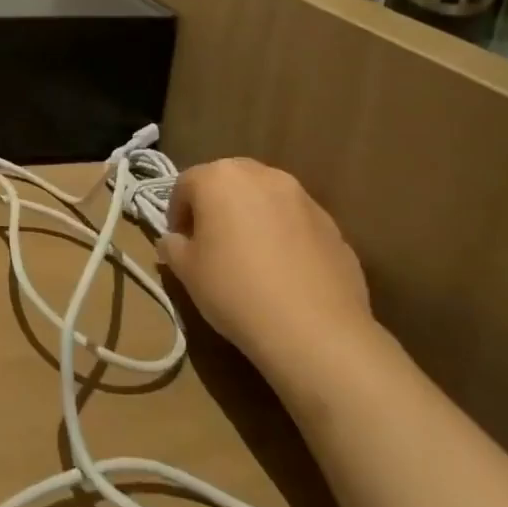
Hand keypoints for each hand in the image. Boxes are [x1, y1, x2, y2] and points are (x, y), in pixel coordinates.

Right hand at [161, 158, 374, 385]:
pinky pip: (296, 223)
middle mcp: (263, 175)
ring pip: (266, 200)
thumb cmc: (235, 290)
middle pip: (229, 182)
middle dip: (216, 207)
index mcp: (220, 177)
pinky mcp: (333, 226)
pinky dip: (284, 236)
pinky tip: (283, 272)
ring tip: (250, 257)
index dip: (177, 213)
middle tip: (211, 243)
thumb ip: (173, 245)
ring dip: (252, 218)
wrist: (314, 331)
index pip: (185, 184)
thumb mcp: (186, 271)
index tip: (179, 243)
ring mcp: (303, 198)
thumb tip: (175, 240)